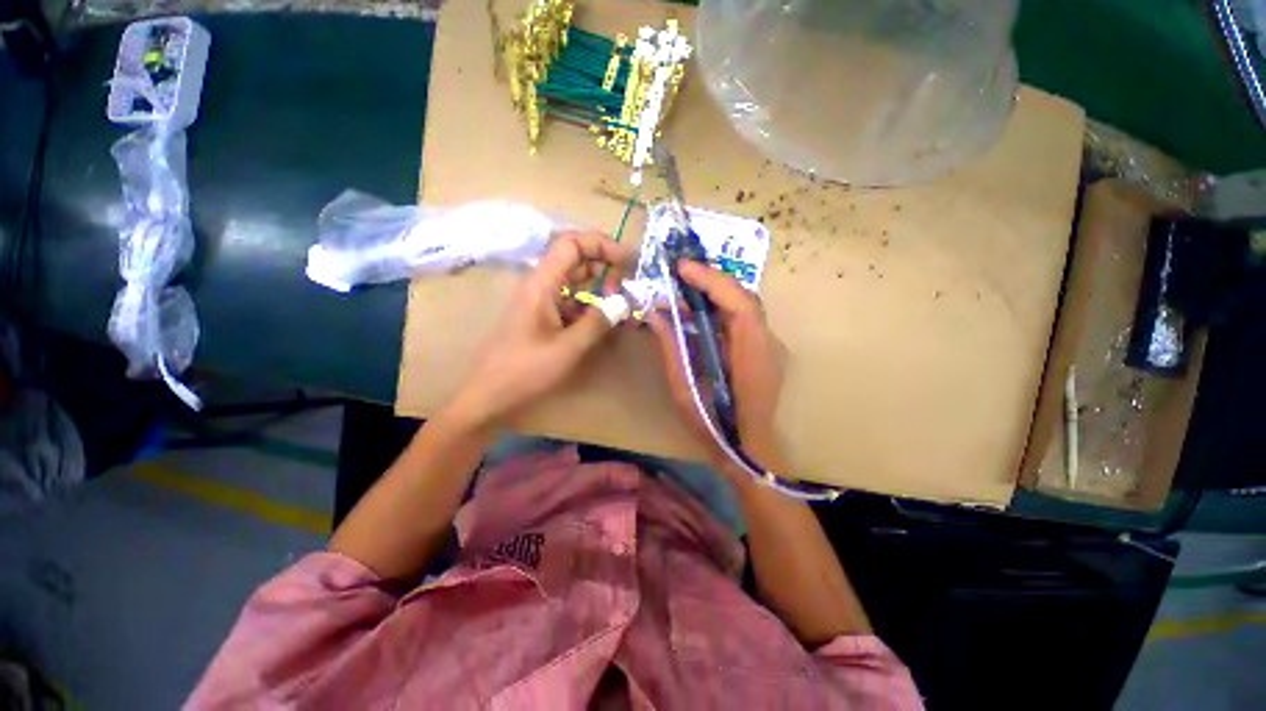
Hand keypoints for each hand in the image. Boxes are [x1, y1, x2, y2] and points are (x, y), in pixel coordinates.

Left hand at [446, 232, 629, 427]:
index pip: (571, 243)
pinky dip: (588, 305)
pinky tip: (602, 322)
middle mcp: (539, 286)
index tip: (627, 260)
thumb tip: (623, 302)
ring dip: (597, 287)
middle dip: (603, 265)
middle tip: (626, 285)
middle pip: (574, 259)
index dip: (601, 244)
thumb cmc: (524, 371)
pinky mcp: (541, 317)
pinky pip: (569, 301)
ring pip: (573, 281)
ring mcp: (539, 301)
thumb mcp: (567, 348)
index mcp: (541, 284)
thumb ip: (597, 322)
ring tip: (619, 303)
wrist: (488, 395)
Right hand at [647, 260, 785, 468]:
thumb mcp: (685, 391)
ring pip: (744, 305)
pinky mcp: (762, 351)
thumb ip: (671, 349)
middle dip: (711, 280)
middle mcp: (766, 344)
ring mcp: (768, 347)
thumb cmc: (715, 428)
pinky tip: (698, 314)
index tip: (682, 268)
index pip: (739, 304)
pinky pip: (742, 320)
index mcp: (751, 355)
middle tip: (679, 274)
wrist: (749, 452)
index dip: (711, 281)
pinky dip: (719, 309)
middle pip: (744, 297)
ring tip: (683, 291)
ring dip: (715, 293)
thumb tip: (656, 316)